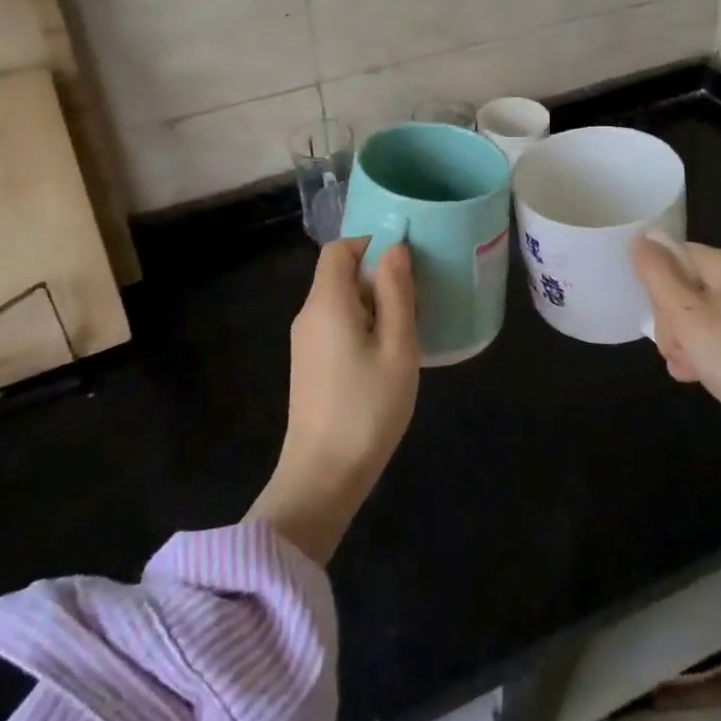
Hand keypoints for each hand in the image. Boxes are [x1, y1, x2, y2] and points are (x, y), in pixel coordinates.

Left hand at [248, 237, 418, 563]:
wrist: (322, 477)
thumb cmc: (367, 409)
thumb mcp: (397, 347)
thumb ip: (396, 292)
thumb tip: (395, 248)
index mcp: (326, 302)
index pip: (340, 248)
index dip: (371, 243)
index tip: (406, 263)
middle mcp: (309, 314)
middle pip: (339, 273)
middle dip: (378, 276)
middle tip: (415, 300)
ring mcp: (305, 342)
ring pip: (340, 301)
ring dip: (373, 304)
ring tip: (407, 329)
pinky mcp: (309, 365)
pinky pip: (336, 325)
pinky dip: (362, 325)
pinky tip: (387, 355)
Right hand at [632, 235, 720, 493]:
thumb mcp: (685, 313)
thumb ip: (657, 273)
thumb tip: (639, 238)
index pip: (676, 255)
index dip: (658, 283)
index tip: (659, 315)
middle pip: (682, 286)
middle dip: (669, 319)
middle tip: (678, 345)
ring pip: (691, 316)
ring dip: (681, 342)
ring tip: (687, 365)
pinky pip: (710, 338)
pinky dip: (699, 355)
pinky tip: (694, 376)